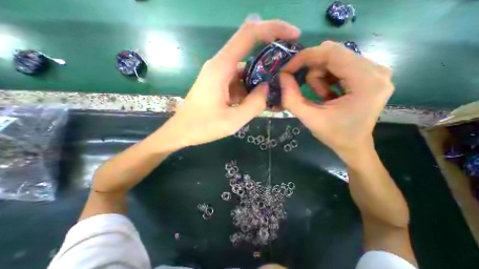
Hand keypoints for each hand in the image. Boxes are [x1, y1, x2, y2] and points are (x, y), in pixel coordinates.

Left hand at [163, 19, 299, 148]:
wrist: (181, 132)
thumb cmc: (202, 127)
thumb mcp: (232, 121)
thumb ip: (254, 104)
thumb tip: (267, 88)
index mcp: (221, 67)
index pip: (249, 34)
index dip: (273, 29)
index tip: (293, 35)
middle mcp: (220, 65)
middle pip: (250, 52)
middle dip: (271, 62)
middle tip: (286, 76)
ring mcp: (219, 75)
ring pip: (246, 70)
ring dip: (260, 80)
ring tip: (272, 95)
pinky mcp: (219, 84)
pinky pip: (239, 81)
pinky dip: (250, 89)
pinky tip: (256, 102)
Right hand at [282, 40, 391, 164]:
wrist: (353, 145)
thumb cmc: (333, 135)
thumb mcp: (308, 118)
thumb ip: (291, 98)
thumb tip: (282, 76)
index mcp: (366, 82)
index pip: (332, 53)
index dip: (305, 58)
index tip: (287, 69)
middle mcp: (375, 70)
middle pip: (333, 54)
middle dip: (311, 70)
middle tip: (303, 89)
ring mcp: (374, 71)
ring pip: (334, 60)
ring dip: (319, 78)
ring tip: (320, 97)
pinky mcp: (369, 74)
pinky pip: (338, 66)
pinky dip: (326, 79)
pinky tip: (327, 94)